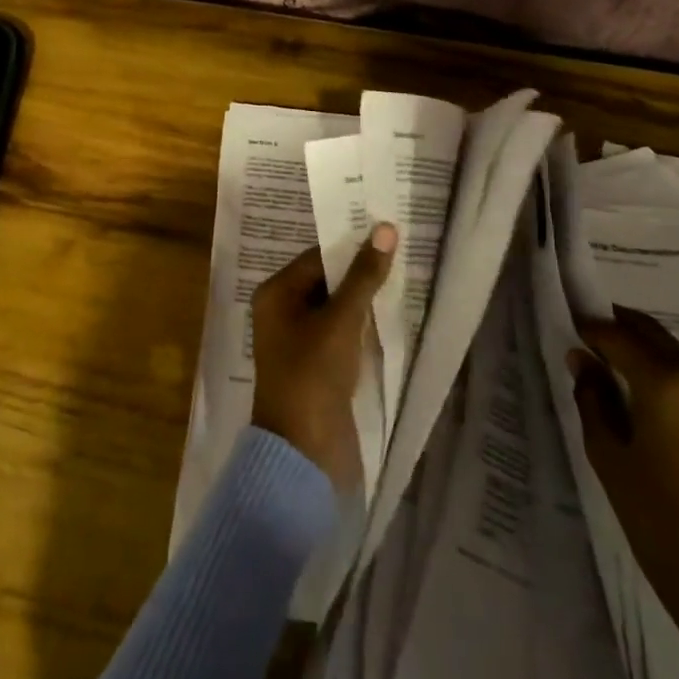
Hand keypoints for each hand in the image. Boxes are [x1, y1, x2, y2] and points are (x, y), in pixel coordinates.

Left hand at [250, 225, 396, 493]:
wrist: (305, 450)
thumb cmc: (314, 373)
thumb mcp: (341, 319)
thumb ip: (364, 275)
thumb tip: (384, 228)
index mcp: (275, 294)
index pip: (317, 257)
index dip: (351, 245)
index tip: (388, 234)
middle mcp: (282, 312)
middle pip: (325, 281)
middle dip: (360, 272)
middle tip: (401, 252)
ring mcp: (299, 341)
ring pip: (335, 309)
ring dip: (363, 299)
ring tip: (403, 279)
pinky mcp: (316, 366)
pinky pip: (340, 334)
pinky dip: (362, 326)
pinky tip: (390, 318)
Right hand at [569, 306, 678, 678]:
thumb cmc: (656, 516)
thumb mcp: (607, 453)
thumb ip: (592, 397)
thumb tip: (583, 360)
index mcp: (667, 383)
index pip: (618, 336)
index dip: (589, 329)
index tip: (569, 328)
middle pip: (654, 335)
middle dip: (620, 330)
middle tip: (590, 338)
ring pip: (678, 356)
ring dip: (647, 354)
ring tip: (619, 373)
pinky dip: (672, 377)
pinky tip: (654, 402)